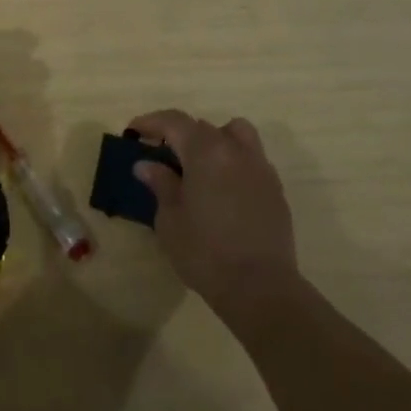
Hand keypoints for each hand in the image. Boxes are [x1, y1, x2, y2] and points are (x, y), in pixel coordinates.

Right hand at [129, 110, 297, 312]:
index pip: (174, 121)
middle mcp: (235, 150)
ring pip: (235, 134)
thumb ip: (160, 184)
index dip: (151, 122)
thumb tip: (147, 164)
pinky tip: (223, 188)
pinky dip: (233, 161)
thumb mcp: (170, 219)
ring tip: (200, 164)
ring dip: (214, 139)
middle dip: (179, 134)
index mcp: (205, 151)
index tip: (134, 132)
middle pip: (203, 127)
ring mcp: (260, 168)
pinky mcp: (275, 189)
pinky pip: (251, 159)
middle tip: (161, 155)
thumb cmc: (205, 252)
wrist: (260, 288)